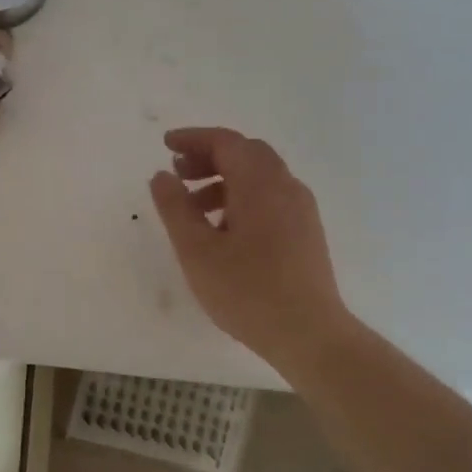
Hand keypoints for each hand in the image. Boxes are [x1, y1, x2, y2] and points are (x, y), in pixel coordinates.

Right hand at [149, 127, 352, 370]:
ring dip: (224, 181)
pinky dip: (242, 199)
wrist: (308, 333)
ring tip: (194, 209)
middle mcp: (286, 187)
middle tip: (178, 174)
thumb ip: (175, 208)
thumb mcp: (197, 251)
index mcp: (260, 184)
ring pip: (260, 178)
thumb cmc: (247, 291)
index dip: (194, 139)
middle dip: (209, 157)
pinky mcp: (306, 233)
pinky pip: (271, 199)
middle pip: (246, 154)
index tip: (166, 145)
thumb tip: (162, 176)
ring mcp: (301, 210)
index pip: (226, 142)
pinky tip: (224, 232)